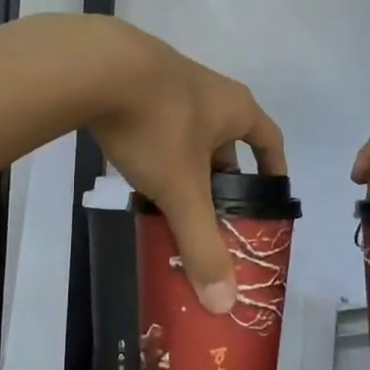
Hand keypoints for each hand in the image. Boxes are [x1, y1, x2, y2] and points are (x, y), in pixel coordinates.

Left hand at [86, 23, 285, 315]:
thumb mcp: (182, 190)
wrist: (96, 66)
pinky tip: (135, 166)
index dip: (274, 169)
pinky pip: (157, 119)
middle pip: (227, 139)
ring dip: (186, 162)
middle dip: (222, 177)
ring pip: (189, 130)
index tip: (270, 197)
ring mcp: (172, 79)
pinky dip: (155, 146)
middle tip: (213, 213)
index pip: (270, 140)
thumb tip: (224, 303)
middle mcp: (212, 90)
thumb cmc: (158, 125)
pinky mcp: (135, 78)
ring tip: (172, 197)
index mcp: (237, 109)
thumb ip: (202, 243)